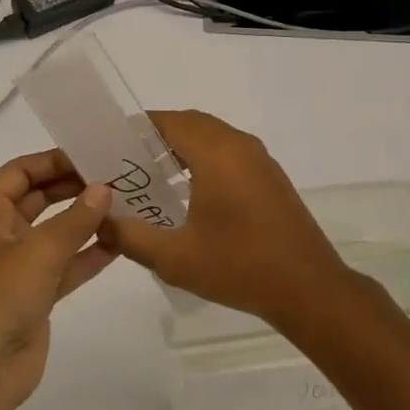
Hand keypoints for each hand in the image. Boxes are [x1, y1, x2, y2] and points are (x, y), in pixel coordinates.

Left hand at [0, 149, 117, 409]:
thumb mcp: (38, 252)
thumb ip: (75, 219)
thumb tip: (105, 189)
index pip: (18, 173)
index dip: (54, 161)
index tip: (93, 155)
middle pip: (35, 200)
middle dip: (73, 188)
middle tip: (116, 177)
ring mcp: (11, 268)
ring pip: (52, 234)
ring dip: (84, 221)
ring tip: (124, 205)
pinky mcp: (30, 297)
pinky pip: (61, 266)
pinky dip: (86, 255)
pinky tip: (118, 243)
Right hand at [99, 110, 353, 333]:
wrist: (308, 288)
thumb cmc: (239, 267)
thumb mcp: (174, 257)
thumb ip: (130, 236)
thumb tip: (101, 222)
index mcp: (216, 153)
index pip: (170, 121)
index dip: (138, 127)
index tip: (111, 144)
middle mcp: (239, 145)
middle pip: (191, 123)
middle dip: (157, 136)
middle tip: (127, 161)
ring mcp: (260, 159)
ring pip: (213, 136)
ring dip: (183, 146)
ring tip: (152, 176)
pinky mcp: (270, 176)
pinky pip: (230, 151)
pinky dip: (205, 158)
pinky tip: (190, 192)